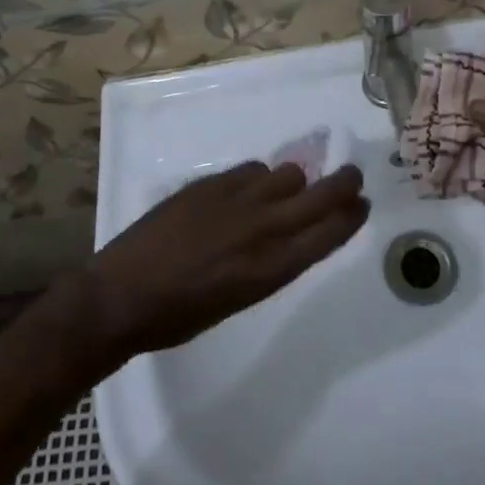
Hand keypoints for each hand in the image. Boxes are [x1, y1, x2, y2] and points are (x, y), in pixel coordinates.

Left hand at [84, 162, 369, 355]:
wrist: (122, 293)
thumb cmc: (179, 316)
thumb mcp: (237, 300)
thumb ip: (269, 265)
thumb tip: (286, 237)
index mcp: (270, 268)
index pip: (327, 233)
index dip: (350, 216)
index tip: (362, 204)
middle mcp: (262, 228)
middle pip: (320, 195)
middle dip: (343, 183)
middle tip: (352, 177)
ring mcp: (237, 199)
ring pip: (287, 173)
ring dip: (294, 182)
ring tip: (286, 191)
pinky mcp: (212, 183)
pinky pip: (253, 169)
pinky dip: (260, 178)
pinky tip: (247, 190)